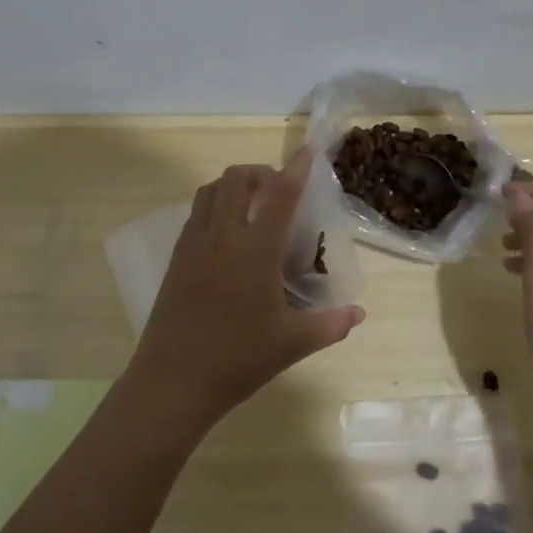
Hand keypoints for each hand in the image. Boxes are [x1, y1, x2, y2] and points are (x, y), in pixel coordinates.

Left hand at [131, 149, 365, 426]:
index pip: (280, 196)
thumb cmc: (238, 359)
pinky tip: (226, 233)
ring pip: (210, 191)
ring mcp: (193, 244)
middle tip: (278, 189)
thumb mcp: (293, 343)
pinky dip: (214, 206)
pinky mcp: (176, 258)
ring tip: (252, 205)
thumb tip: (359, 313)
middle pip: (236, 179)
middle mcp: (223, 236)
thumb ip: (331, 324)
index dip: (296, 169)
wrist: (173, 381)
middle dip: (260, 172)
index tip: (307, 152)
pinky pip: (195, 214)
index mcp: (255, 250)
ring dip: (233, 186)